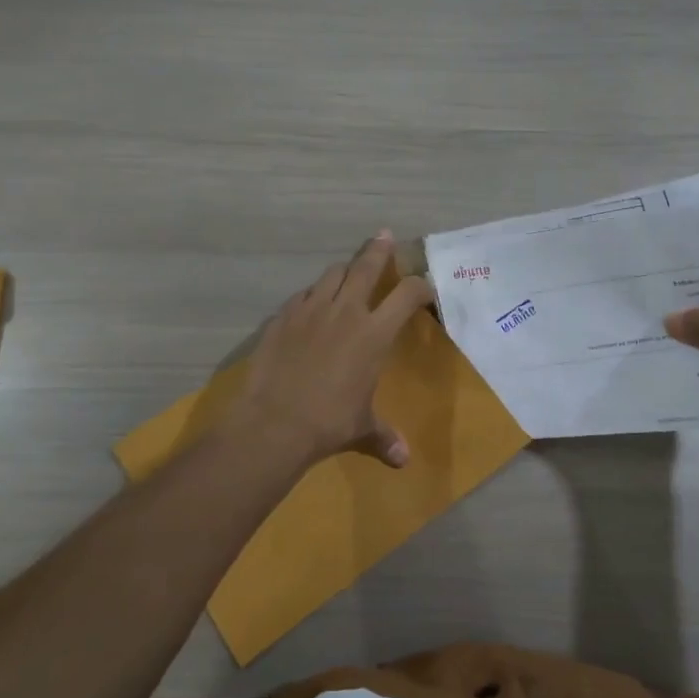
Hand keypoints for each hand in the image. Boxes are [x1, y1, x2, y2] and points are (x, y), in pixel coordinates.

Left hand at [228, 232, 435, 469]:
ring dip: (344, 271)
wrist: (274, 422)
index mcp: (374, 333)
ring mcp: (311, 309)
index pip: (407, 295)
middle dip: (378, 249)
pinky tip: (311, 305)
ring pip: (332, 274)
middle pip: (367, 266)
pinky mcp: (282, 316)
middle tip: (384, 236)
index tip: (424, 287)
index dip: (420, 286)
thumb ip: (384, 437)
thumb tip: (403, 461)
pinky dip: (312, 295)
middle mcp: (346, 311)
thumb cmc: (329, 422)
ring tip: (348, 273)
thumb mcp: (362, 428)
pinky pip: (302, 295)